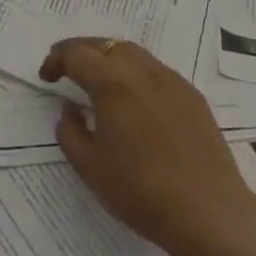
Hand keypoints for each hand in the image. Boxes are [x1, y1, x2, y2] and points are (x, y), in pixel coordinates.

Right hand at [40, 38, 255, 255]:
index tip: (47, 77)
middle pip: (105, 44)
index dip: (56, 59)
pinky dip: (136, 74)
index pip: (76, 53)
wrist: (208, 211)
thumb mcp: (90, 167)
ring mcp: (171, 79)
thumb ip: (70, 131)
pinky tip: (135, 100)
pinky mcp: (191, 94)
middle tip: (67, 70)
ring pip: (132, 53)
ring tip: (99, 81)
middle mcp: (142, 70)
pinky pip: (156, 70)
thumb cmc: (141, 191)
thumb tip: (69, 108)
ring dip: (109, 58)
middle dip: (82, 52)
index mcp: (112, 82)